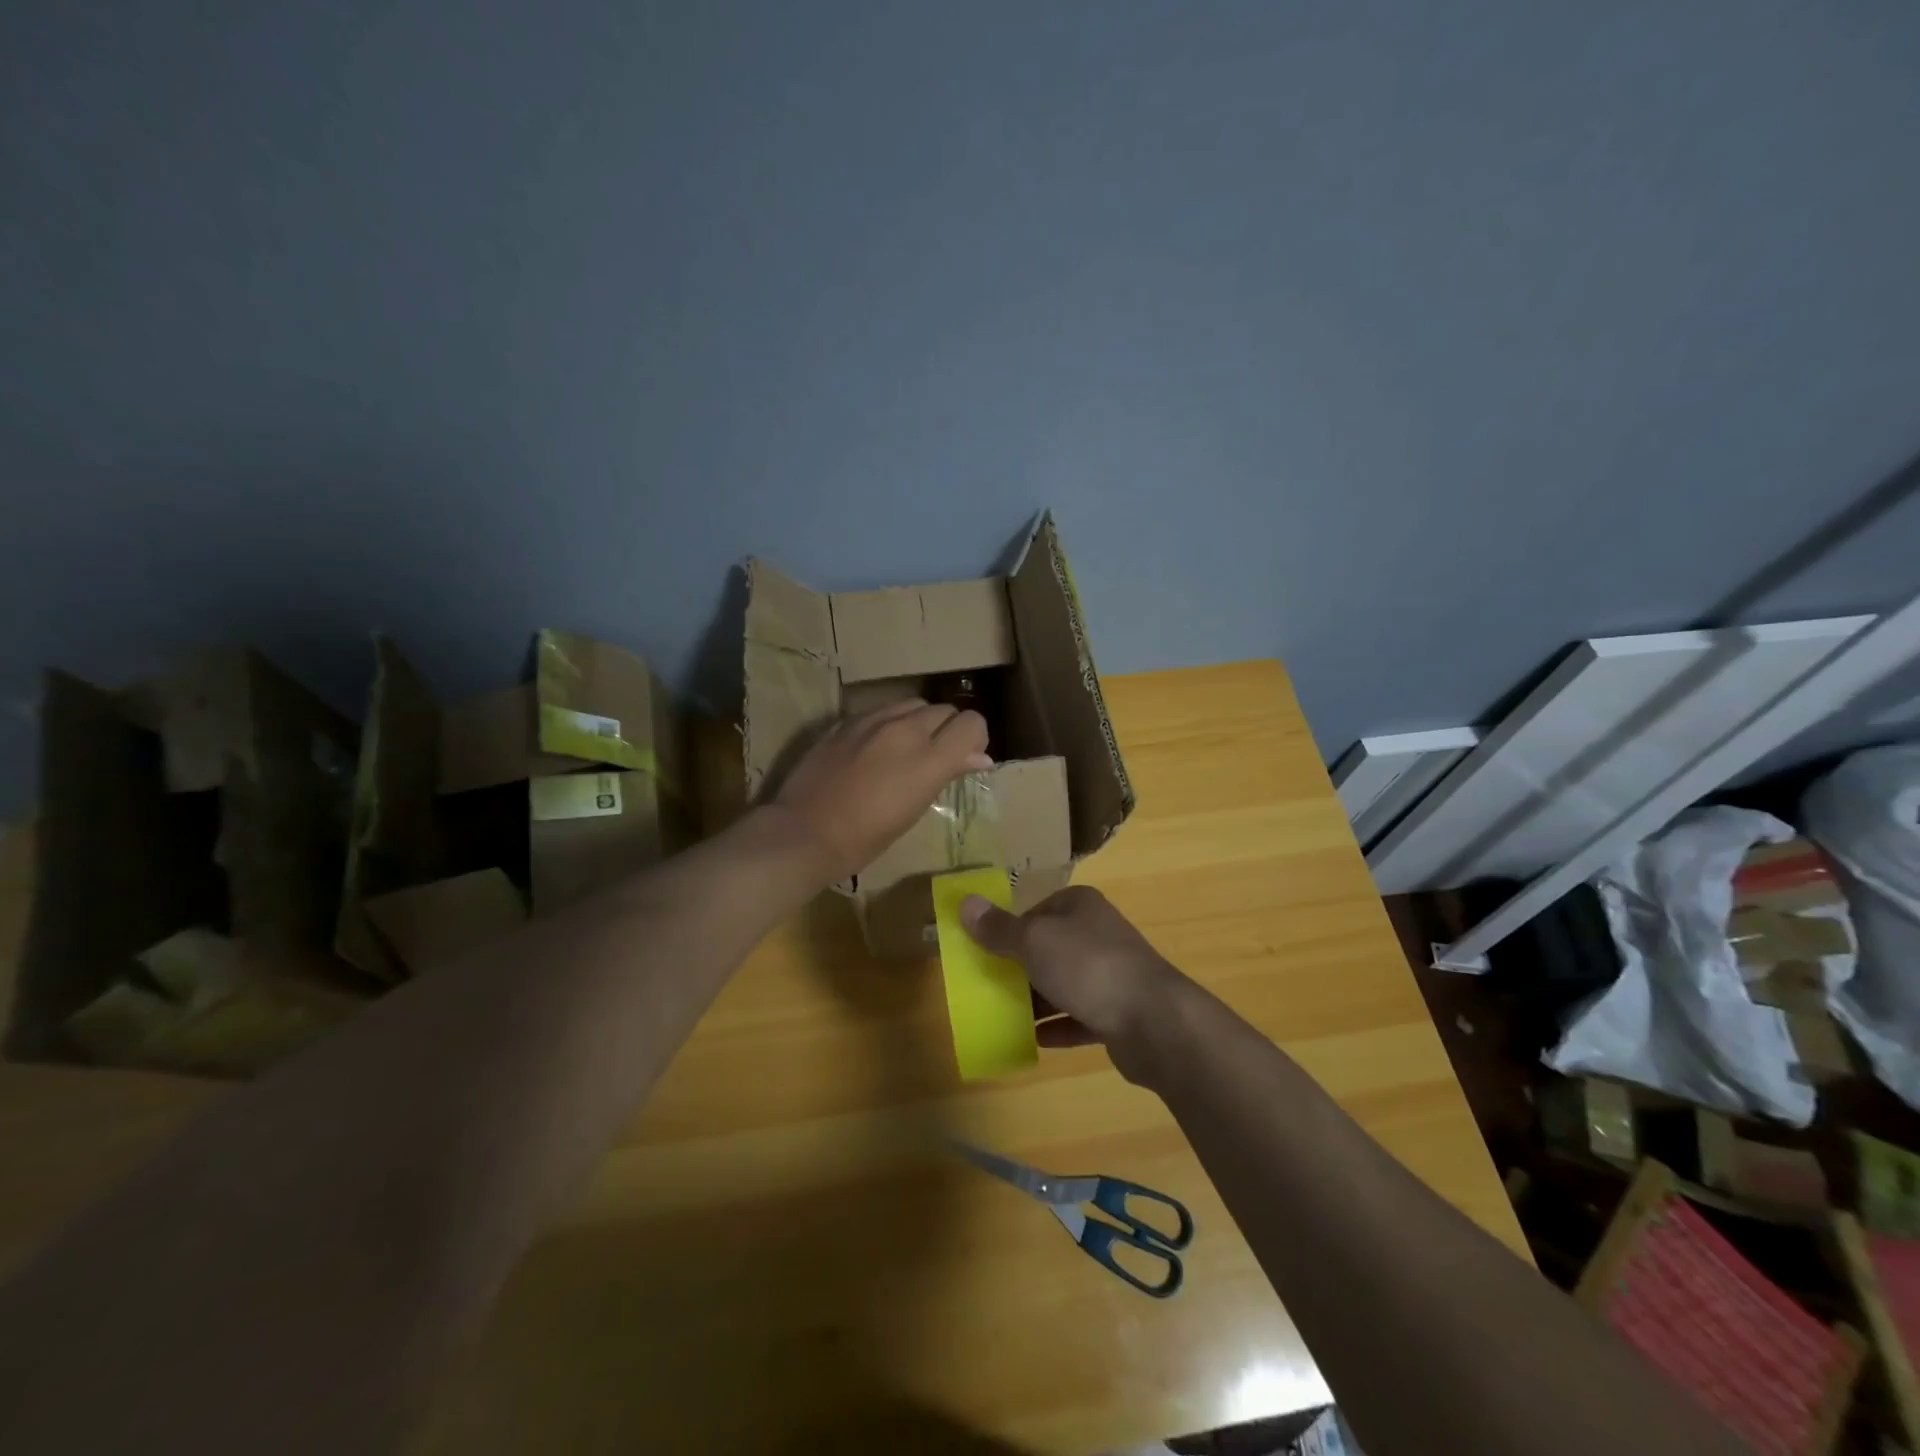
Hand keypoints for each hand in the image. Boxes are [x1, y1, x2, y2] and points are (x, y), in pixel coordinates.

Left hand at [771, 700, 990, 882]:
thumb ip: (947, 774)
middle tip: (936, 758)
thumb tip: (980, 758)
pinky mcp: (845, 721)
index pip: (972, 723)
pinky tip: (874, 749)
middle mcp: (904, 729)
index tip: (965, 759)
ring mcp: (871, 720)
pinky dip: (889, 724)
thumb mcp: (915, 809)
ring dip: (919, 722)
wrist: (804, 833)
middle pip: (945, 710)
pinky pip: (881, 711)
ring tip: (905, 750)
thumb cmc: (865, 838)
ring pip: (913, 704)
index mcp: (928, 758)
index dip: (975, 739)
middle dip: (948, 730)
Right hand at [960, 886, 1186, 1085]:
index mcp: (1080, 905)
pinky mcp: (1119, 1011)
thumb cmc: (1087, 967)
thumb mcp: (1033, 941)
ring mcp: (1111, 972)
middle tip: (989, 986)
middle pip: (1049, 946)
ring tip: (1004, 1014)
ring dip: (1037, 999)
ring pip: (1064, 982)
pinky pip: (1079, 1016)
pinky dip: (1058, 1025)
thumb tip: (965, 902)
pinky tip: (1034, 1040)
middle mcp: (1098, 932)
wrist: (1154, 1021)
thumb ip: (999, 928)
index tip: (985, 952)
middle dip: (1020, 967)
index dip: (1010, 929)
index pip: (1037, 910)